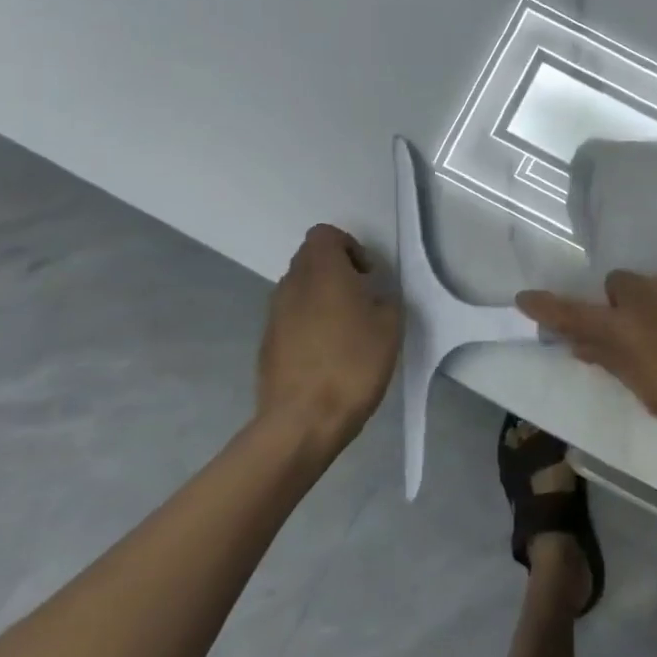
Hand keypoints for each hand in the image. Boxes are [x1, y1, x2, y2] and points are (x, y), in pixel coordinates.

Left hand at [256, 225, 402, 451]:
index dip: (349, 246)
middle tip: (362, 299)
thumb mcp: (390, 327)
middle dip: (337, 271)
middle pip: (310, 259)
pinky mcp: (267, 343)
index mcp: (322, 272)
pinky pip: (291, 318)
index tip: (367, 275)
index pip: (325, 235)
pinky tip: (328, 354)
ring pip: (300, 289)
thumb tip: (371, 299)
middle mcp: (291, 285)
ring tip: (348, 330)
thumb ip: (383, 301)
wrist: (302, 421)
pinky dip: (310, 323)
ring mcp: (274, 315)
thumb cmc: (353, 365)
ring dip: (322, 298)